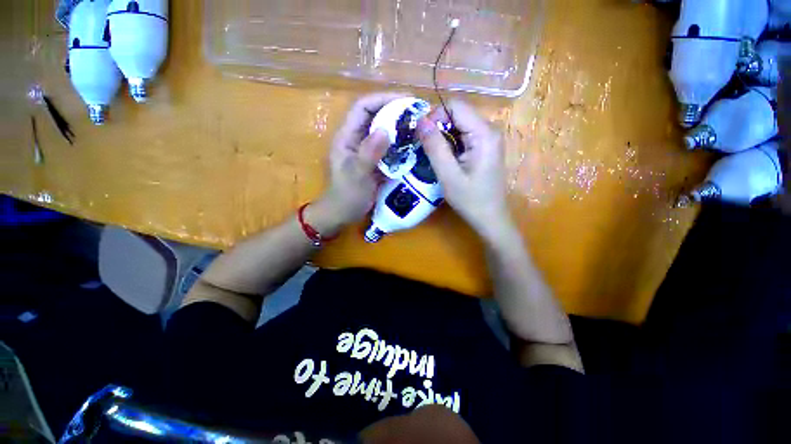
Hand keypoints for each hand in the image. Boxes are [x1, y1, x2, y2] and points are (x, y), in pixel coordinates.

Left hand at [311, 93, 406, 233]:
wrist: (343, 214)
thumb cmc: (346, 196)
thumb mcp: (357, 175)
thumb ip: (369, 153)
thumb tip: (384, 130)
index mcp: (347, 137)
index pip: (363, 107)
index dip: (383, 99)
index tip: (406, 100)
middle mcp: (357, 139)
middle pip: (375, 116)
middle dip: (396, 111)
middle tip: (418, 113)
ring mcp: (366, 150)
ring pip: (384, 131)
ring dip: (400, 127)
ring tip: (419, 126)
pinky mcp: (375, 160)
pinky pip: (389, 147)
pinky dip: (400, 144)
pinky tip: (413, 146)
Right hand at [417, 100, 511, 240]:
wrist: (490, 218)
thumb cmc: (470, 199)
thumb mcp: (448, 175)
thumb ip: (434, 147)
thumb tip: (421, 120)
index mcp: (484, 133)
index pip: (455, 106)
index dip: (435, 115)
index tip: (422, 136)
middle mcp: (489, 130)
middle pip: (458, 114)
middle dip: (437, 127)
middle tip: (424, 147)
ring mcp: (488, 138)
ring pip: (459, 125)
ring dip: (442, 136)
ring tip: (432, 155)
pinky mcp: (484, 147)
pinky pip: (463, 136)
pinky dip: (450, 143)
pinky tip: (444, 159)